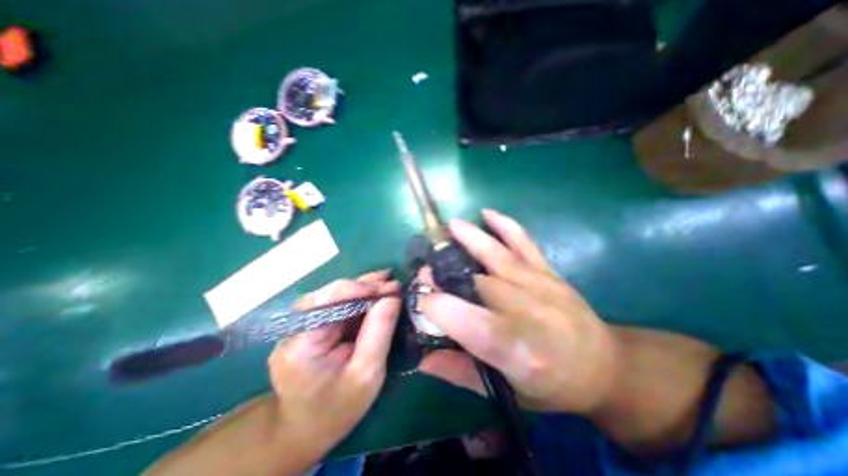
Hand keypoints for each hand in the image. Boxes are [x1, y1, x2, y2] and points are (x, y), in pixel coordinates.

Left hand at [268, 269, 400, 455]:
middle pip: (331, 294)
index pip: (329, 300)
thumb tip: (392, 298)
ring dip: (362, 288)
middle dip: (365, 286)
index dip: (361, 288)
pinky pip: (336, 305)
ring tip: (387, 283)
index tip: (391, 288)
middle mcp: (294, 328)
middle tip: (393, 283)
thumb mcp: (366, 374)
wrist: (306, 429)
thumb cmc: (338, 408)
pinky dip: (357, 298)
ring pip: (334, 296)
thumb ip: (379, 333)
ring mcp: (299, 326)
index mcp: (302, 344)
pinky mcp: (310, 326)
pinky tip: (374, 293)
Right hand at [419, 209, 619, 413]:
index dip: (437, 306)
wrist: (604, 366)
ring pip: (498, 256)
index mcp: (515, 350)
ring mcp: (540, 285)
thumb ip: (460, 372)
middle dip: (445, 271)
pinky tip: (488, 213)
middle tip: (426, 268)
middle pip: (477, 283)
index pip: (466, 320)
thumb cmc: (552, 384)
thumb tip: (423, 359)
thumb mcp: (506, 390)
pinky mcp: (549, 271)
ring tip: (450, 227)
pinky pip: (525, 243)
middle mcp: (527, 312)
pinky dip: (505, 225)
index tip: (422, 300)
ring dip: (471, 238)